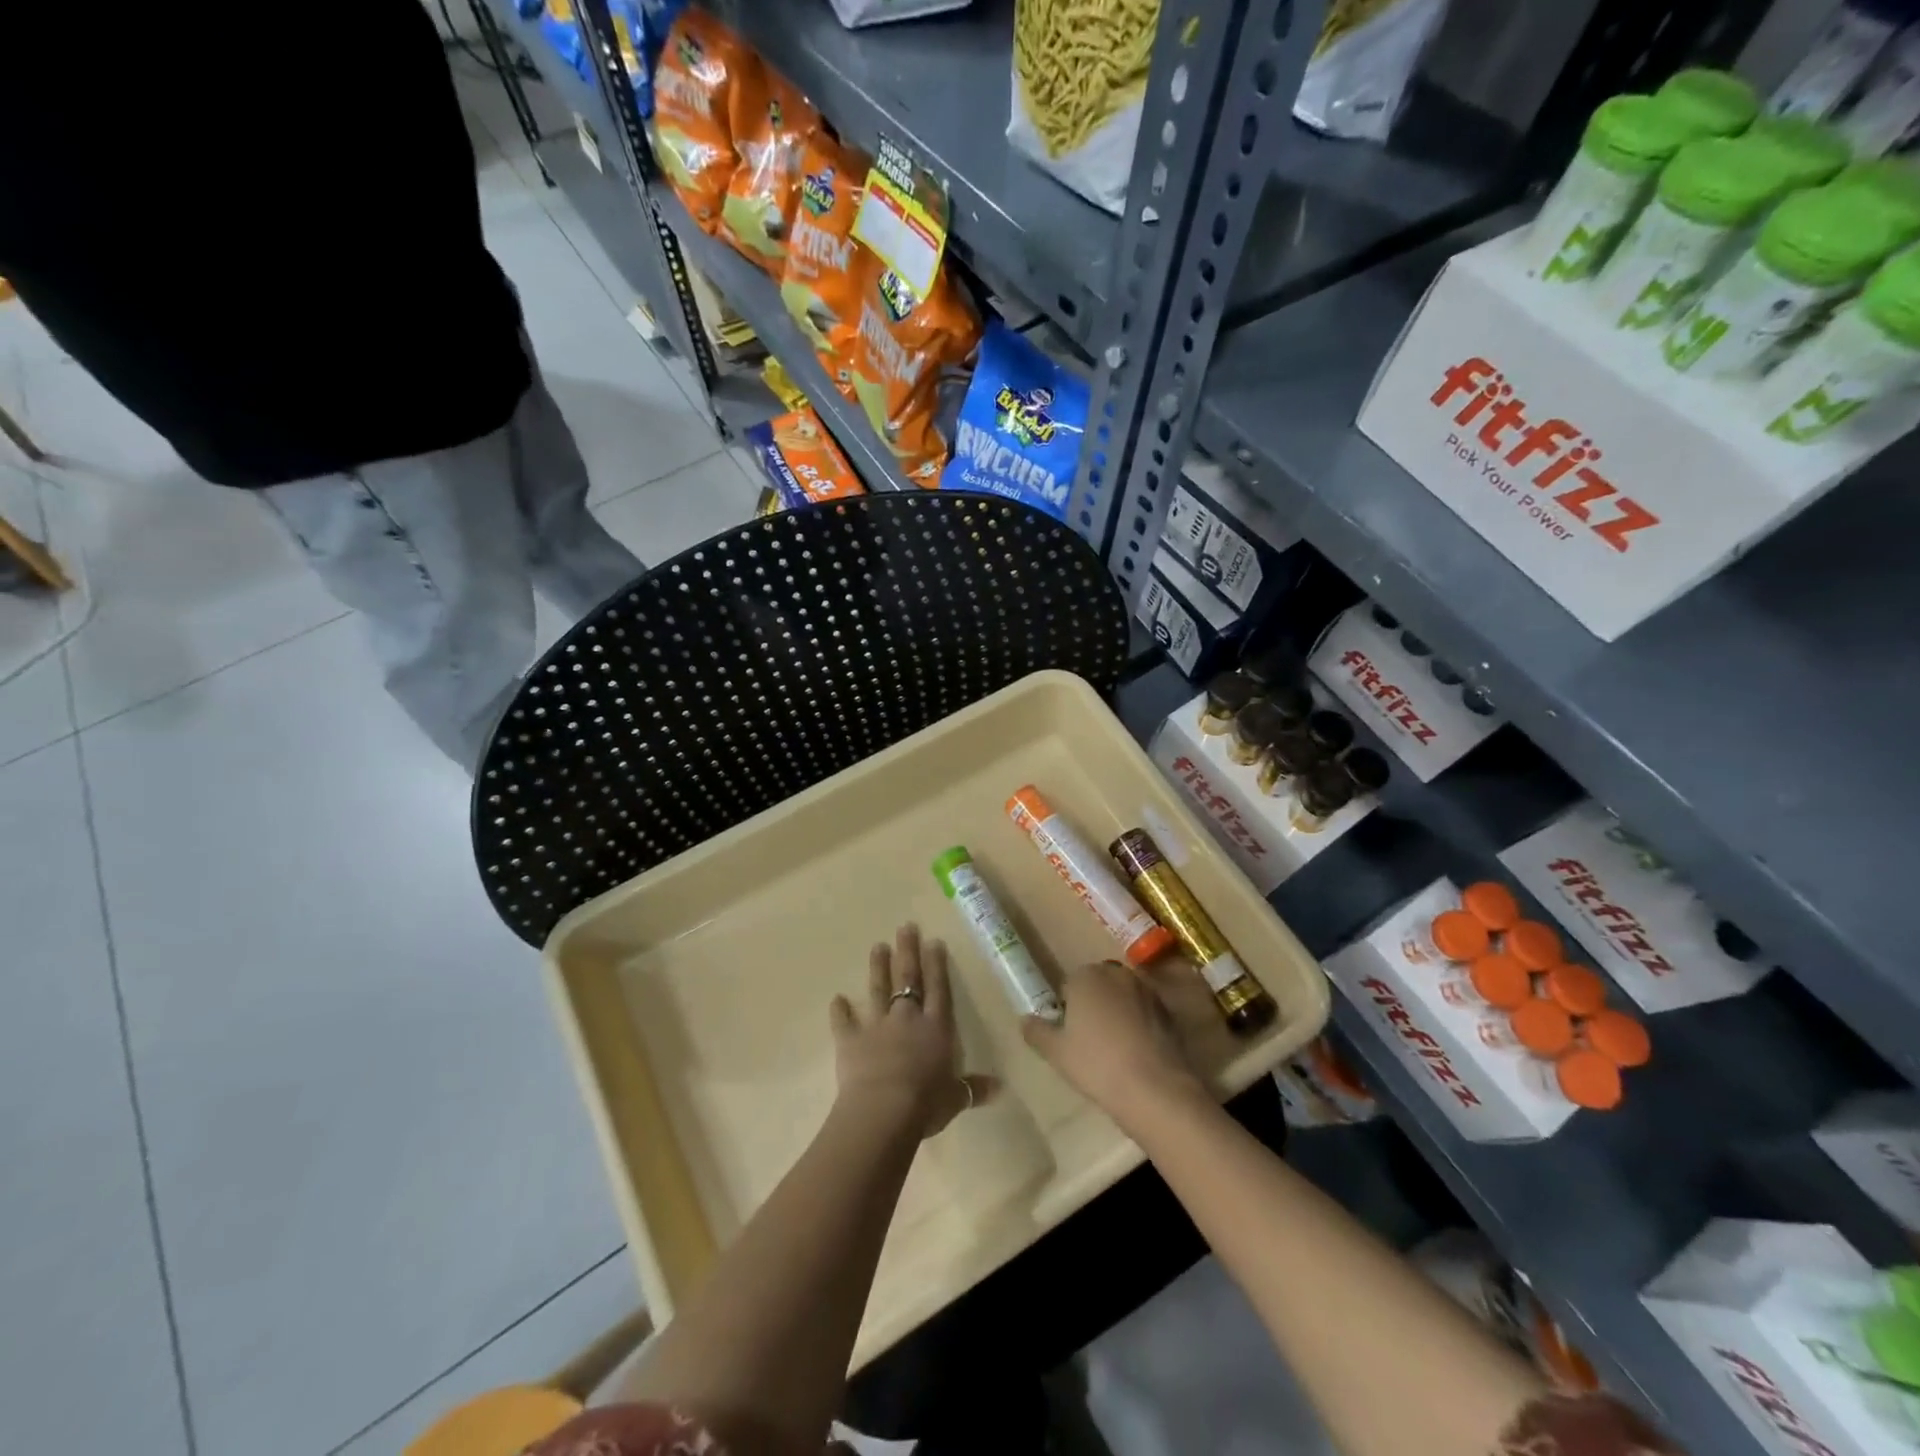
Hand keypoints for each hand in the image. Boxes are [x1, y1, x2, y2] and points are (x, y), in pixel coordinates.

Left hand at [830, 925, 993, 1139]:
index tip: (933, 941)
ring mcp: (877, 1026)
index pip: (938, 988)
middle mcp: (907, 1018)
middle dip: (907, 951)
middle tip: (905, 927)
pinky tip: (836, 999)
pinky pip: (844, 1022)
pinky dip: (840, 1011)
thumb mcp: (956, 1098)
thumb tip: (999, 1088)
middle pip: (908, 978)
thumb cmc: (926, 1103)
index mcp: (936, 1027)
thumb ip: (973, 1089)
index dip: (936, 964)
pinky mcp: (851, 1040)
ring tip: (878, 946)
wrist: (883, 1111)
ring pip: (878, 990)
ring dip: (878, 968)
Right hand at [1022, 960, 1204, 1127]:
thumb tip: (1025, 1020)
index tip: (1069, 1036)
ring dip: (1116, 1013)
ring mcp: (1144, 989)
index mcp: (1085, 976)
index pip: (1068, 986)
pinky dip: (1138, 1025)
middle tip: (1089, 1042)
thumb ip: (1036, 1031)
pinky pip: (1143, 1012)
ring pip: (1121, 998)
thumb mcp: (1055, 1052)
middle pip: (1096, 986)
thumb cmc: (1096, 1064)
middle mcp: (1115, 973)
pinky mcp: (1166, 1009)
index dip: (1066, 1011)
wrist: (1154, 1087)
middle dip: (1092, 1006)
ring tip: (1114, 1050)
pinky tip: (1136, 1053)